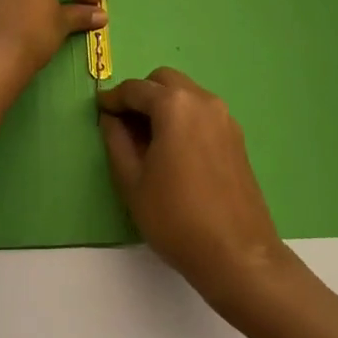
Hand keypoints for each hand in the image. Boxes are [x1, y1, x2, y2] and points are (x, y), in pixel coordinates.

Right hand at [97, 68, 290, 309]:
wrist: (238, 256)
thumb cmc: (176, 218)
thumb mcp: (132, 182)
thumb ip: (116, 141)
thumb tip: (111, 118)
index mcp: (175, 105)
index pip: (136, 89)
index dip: (114, 98)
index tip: (99, 109)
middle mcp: (203, 100)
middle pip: (164, 81)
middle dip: (141, 94)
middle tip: (124, 123)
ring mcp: (225, 118)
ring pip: (186, 94)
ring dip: (164, 104)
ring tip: (147, 139)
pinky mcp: (236, 137)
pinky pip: (202, 112)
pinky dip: (183, 117)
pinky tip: (174, 150)